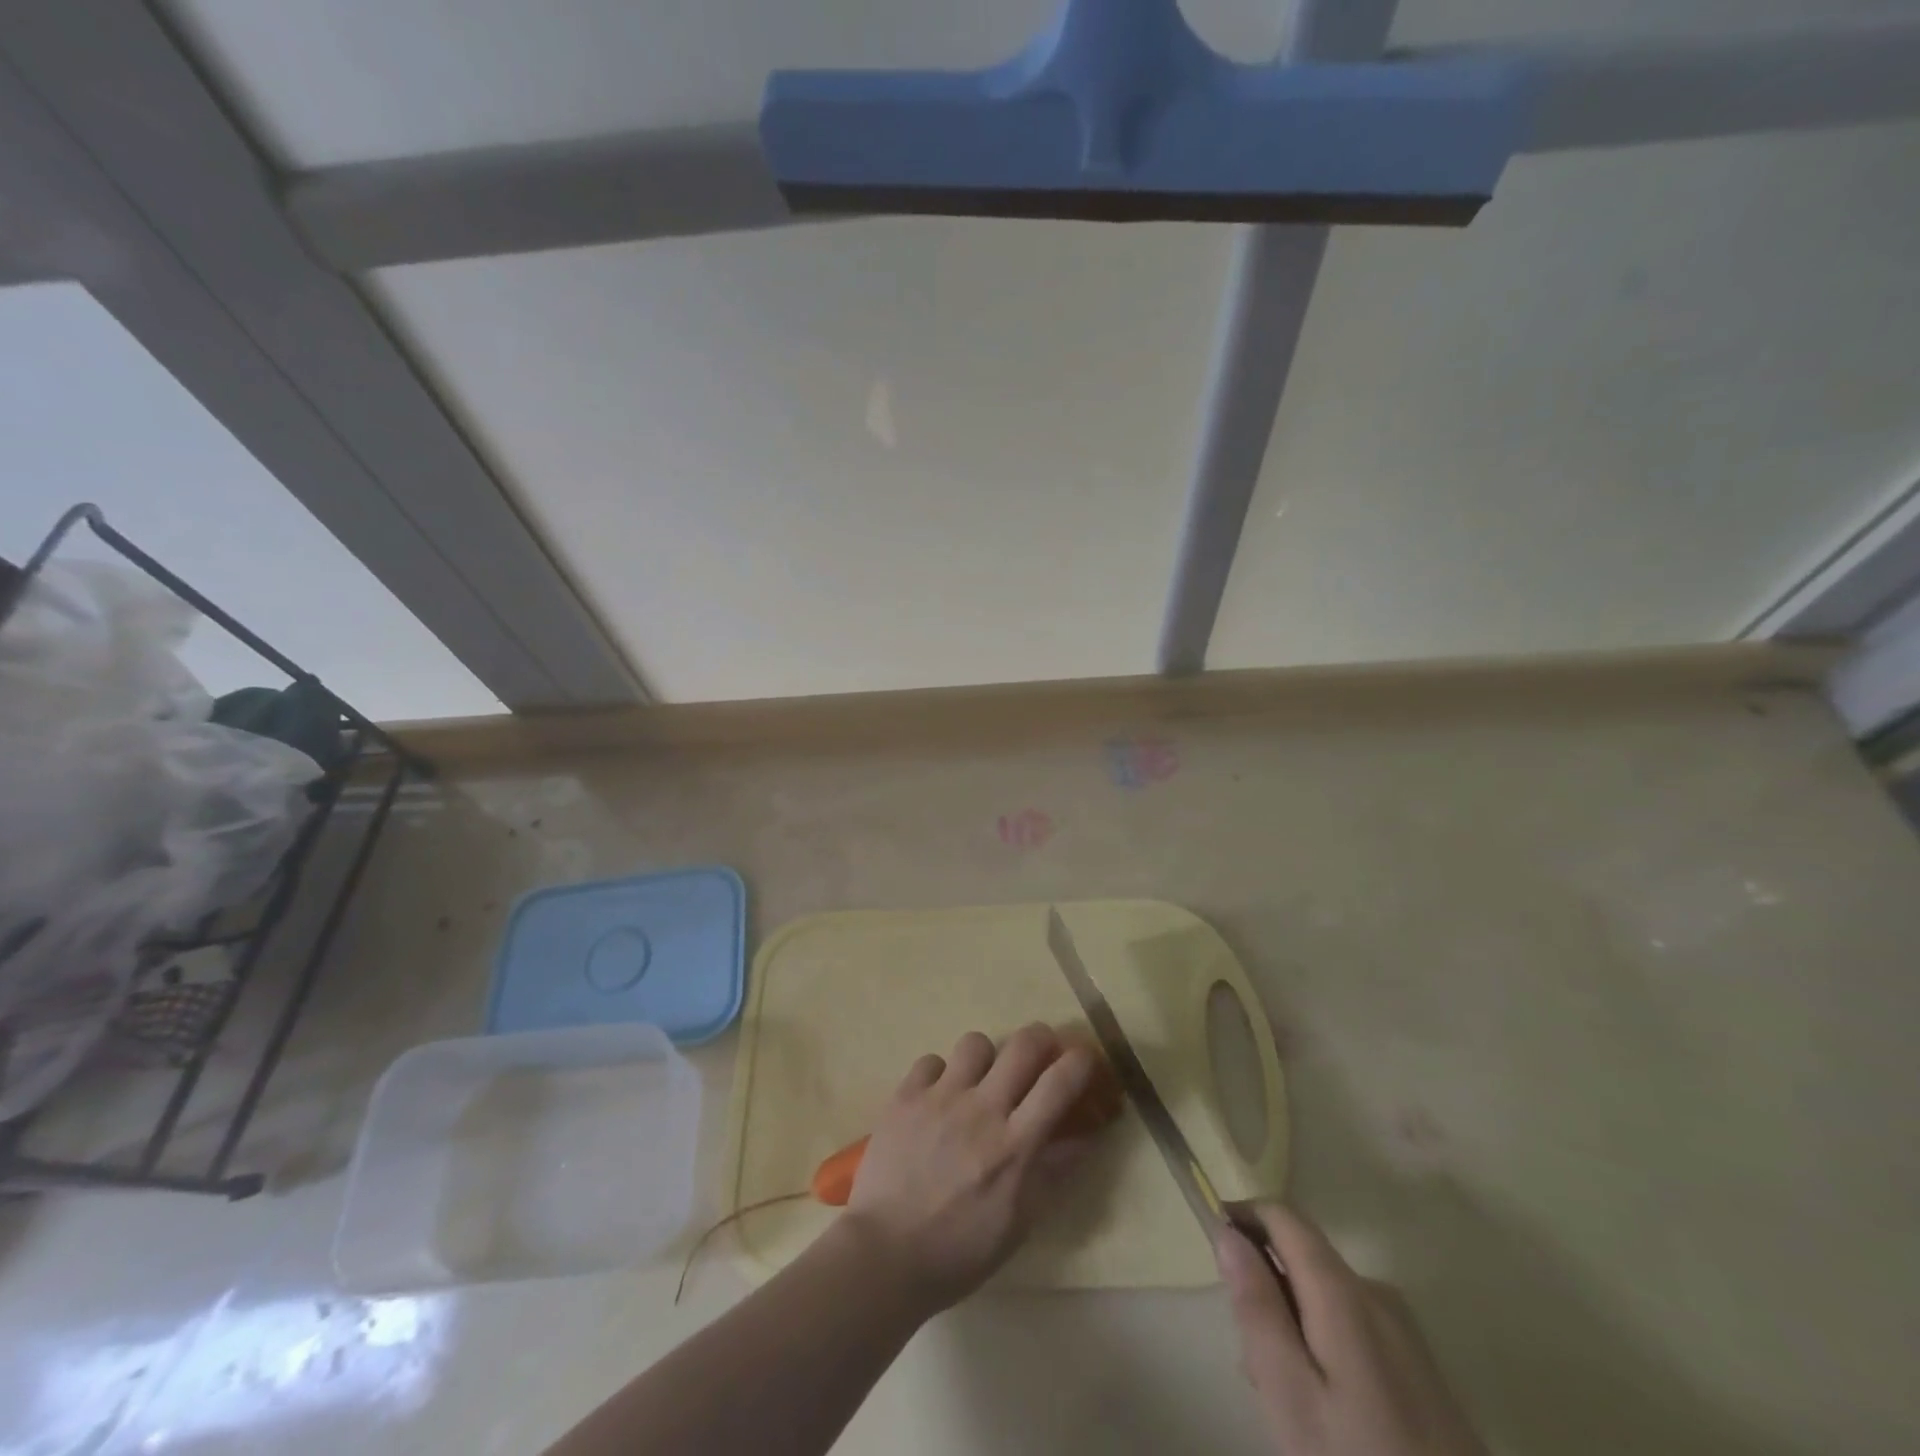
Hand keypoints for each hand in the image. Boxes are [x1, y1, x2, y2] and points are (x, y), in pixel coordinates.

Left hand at [844, 1024, 1099, 1312]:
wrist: (885, 1256)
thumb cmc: (960, 1251)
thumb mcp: (1020, 1222)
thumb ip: (1054, 1172)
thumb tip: (1086, 1135)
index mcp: (1015, 1145)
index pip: (1060, 1082)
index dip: (1080, 1060)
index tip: (1084, 1059)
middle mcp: (982, 1109)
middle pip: (1024, 1044)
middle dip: (1040, 1039)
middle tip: (1038, 1056)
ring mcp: (941, 1097)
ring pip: (976, 1043)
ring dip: (986, 1058)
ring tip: (979, 1081)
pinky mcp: (905, 1096)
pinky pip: (931, 1061)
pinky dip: (940, 1075)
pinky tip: (937, 1099)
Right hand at [1217, 1204, 1485, 1455]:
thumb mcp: (1290, 1393)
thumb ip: (1256, 1306)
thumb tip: (1228, 1232)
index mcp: (1342, 1289)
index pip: (1282, 1214)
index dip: (1242, 1215)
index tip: (1213, 1244)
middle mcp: (1375, 1291)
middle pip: (1302, 1256)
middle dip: (1265, 1284)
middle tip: (1248, 1354)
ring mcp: (1404, 1329)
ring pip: (1326, 1295)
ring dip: (1293, 1319)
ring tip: (1283, 1393)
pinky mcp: (1420, 1365)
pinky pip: (1354, 1325)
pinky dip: (1324, 1342)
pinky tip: (1325, 1406)